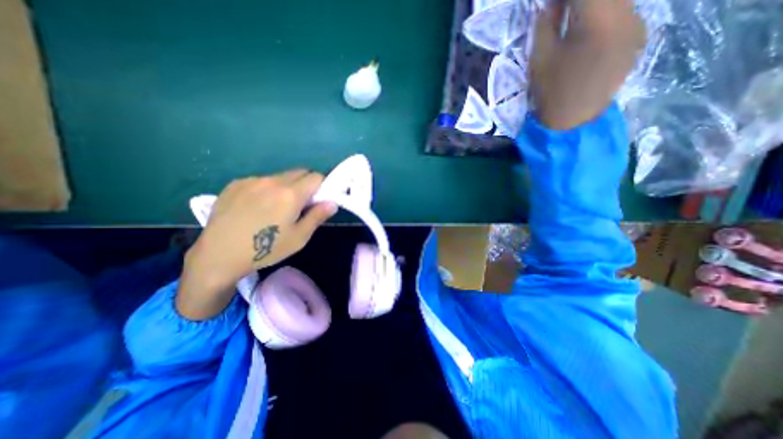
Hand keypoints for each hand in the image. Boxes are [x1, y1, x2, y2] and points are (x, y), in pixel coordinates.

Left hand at [177, 170, 336, 319]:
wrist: (219, 255)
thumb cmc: (266, 249)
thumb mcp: (299, 238)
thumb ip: (318, 216)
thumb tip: (332, 203)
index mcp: (291, 194)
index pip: (316, 177)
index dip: (322, 187)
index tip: (318, 201)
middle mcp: (272, 181)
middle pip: (299, 172)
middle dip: (306, 184)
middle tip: (300, 205)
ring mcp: (252, 180)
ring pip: (280, 176)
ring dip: (286, 187)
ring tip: (275, 208)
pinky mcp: (236, 183)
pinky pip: (261, 180)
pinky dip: (267, 189)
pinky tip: (256, 208)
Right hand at [529, 0, 644, 130]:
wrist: (572, 121)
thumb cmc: (552, 91)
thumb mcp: (540, 57)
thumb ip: (545, 24)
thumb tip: (549, 5)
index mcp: (601, 18)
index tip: (550, 6)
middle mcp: (629, 14)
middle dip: (580, 4)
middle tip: (559, 13)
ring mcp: (638, 26)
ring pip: (617, 3)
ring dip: (594, 8)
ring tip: (572, 24)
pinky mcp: (638, 40)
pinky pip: (623, 16)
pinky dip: (605, 18)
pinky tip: (590, 36)